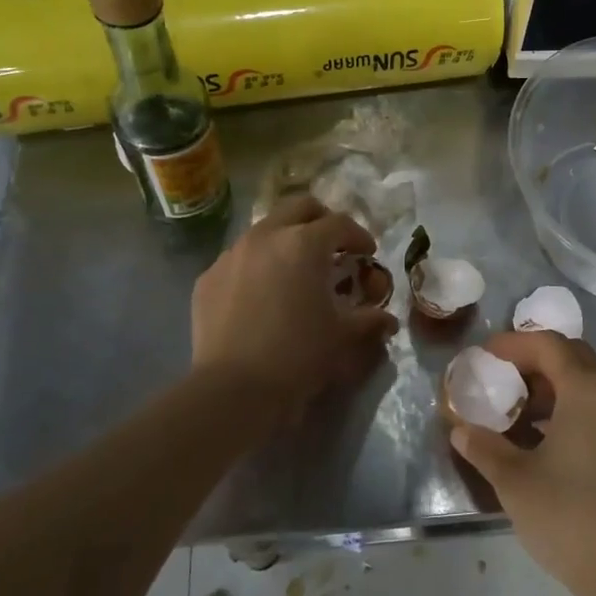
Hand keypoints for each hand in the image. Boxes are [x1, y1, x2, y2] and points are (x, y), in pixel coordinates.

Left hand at [191, 195, 398, 417]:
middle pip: (299, 207)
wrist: (235, 388)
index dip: (358, 235)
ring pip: (265, 229)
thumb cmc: (299, 355)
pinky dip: (257, 265)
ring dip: (286, 239)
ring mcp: (232, 254)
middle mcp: (266, 236)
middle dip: (320, 220)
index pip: (339, 223)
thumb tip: (387, 320)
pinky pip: (239, 258)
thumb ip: (369, 320)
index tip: (367, 253)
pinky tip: (262, 294)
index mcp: (304, 244)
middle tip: (333, 246)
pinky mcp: (208, 277)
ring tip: (295, 270)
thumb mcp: (343, 337)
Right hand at [448, 331, 595, 595]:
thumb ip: (484, 447)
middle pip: (572, 357)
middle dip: (533, 361)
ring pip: (589, 383)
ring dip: (552, 387)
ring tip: (517, 409)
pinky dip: (570, 408)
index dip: (513, 344)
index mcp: (588, 390)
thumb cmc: (570, 518)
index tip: (485, 355)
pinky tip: (544, 439)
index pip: (548, 345)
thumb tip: (461, 430)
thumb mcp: (515, 481)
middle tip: (500, 377)